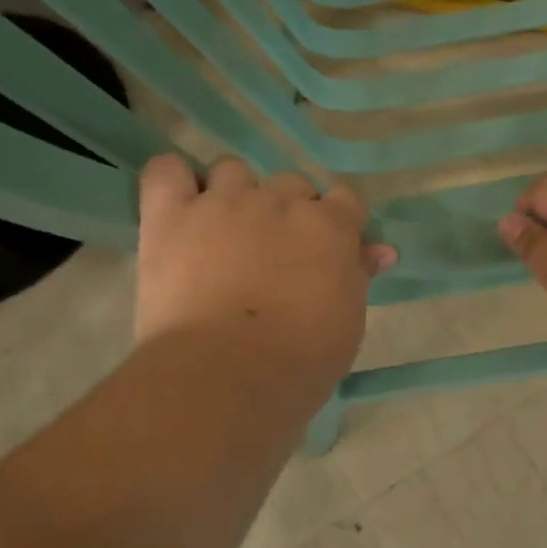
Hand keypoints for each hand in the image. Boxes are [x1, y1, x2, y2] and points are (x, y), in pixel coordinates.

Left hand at [135, 156, 396, 397]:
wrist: (226, 376)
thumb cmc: (300, 361)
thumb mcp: (347, 322)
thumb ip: (358, 275)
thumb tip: (380, 250)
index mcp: (330, 226)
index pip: (344, 198)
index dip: (336, 222)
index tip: (325, 251)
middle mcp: (280, 201)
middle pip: (290, 183)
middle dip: (286, 211)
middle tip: (273, 255)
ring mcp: (223, 202)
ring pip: (233, 170)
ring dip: (233, 194)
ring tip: (223, 234)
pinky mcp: (171, 216)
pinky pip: (166, 171)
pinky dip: (173, 180)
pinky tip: (177, 204)